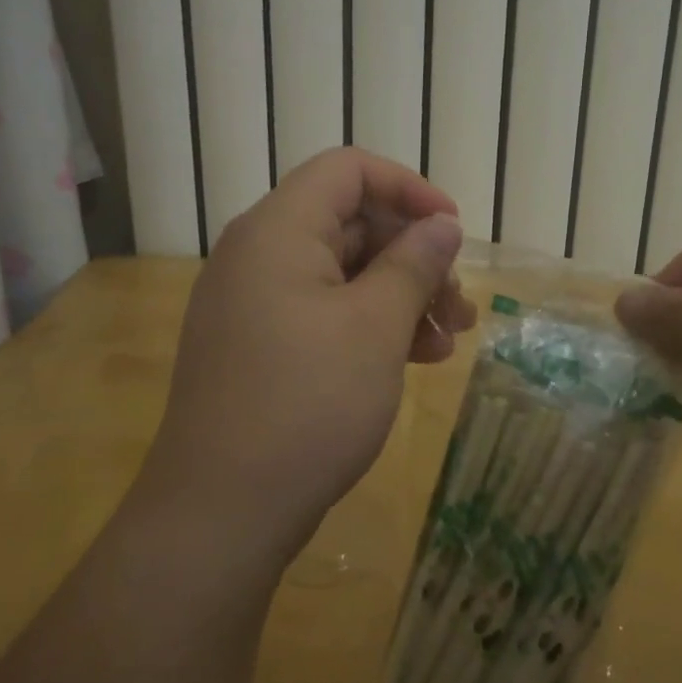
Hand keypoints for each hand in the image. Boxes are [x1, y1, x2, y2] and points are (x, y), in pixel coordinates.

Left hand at [135, 148, 477, 570]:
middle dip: (414, 257)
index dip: (408, 189)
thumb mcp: (375, 326)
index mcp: (278, 230)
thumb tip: (442, 224)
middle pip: (349, 223)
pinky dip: (369, 326)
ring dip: (400, 297)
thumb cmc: (307, 404)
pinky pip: (322, 312)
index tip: (453, 230)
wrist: (222, 512)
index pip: (348, 170)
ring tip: (448, 342)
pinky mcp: (258, 345)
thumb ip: (413, 263)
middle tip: (459, 306)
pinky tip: (414, 361)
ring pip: (342, 273)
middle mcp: (258, 254)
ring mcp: (254, 303)